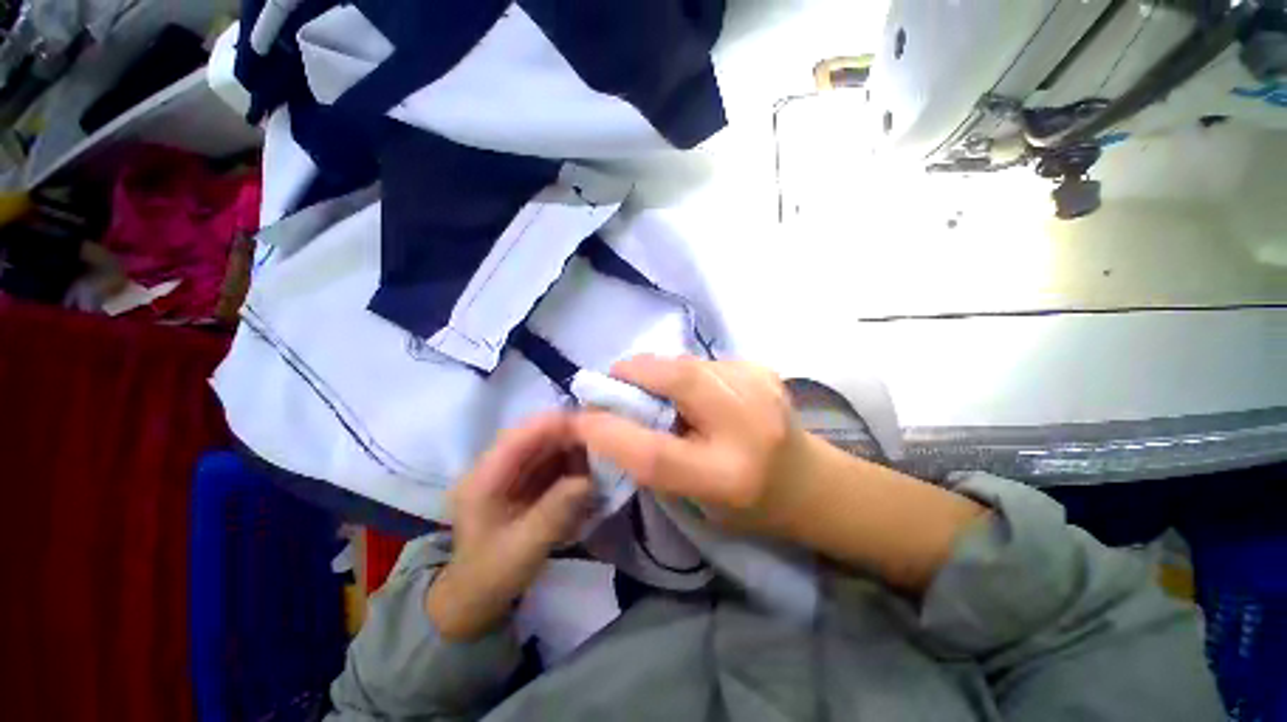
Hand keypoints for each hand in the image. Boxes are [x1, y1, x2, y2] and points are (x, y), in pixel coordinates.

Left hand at [426, 414, 592, 640]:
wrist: (475, 599)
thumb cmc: (495, 573)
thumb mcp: (528, 545)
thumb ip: (557, 509)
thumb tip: (589, 479)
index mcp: (482, 479)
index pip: (518, 439)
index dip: (551, 426)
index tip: (591, 422)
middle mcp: (488, 474)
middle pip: (528, 444)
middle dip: (564, 439)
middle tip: (606, 441)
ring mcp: (499, 485)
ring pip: (535, 458)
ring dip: (565, 455)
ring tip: (602, 457)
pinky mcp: (511, 497)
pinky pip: (538, 475)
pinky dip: (561, 473)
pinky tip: (586, 476)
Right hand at [572, 355, 816, 535]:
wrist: (810, 485)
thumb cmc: (748, 508)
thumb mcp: (697, 503)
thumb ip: (656, 464)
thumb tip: (612, 420)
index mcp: (728, 477)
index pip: (656, 452)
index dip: (608, 431)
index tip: (578, 420)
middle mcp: (749, 428)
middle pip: (678, 380)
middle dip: (633, 373)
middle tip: (609, 382)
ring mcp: (763, 391)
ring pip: (691, 363)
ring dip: (657, 371)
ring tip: (644, 386)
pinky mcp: (765, 371)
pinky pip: (708, 362)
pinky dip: (685, 371)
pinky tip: (688, 391)